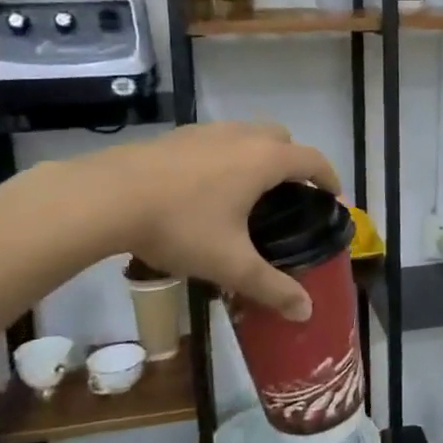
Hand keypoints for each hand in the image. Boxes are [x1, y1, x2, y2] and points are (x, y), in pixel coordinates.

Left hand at [75, 122, 340, 321]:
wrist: (107, 196)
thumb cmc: (180, 226)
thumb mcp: (230, 264)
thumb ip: (271, 287)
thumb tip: (306, 311)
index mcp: (264, 161)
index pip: (312, 160)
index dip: (329, 177)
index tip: (334, 197)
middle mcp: (241, 137)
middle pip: (282, 139)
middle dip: (294, 162)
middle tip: (290, 195)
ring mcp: (207, 131)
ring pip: (247, 134)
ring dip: (259, 154)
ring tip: (249, 190)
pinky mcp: (177, 136)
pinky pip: (217, 139)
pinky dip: (227, 155)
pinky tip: (207, 185)